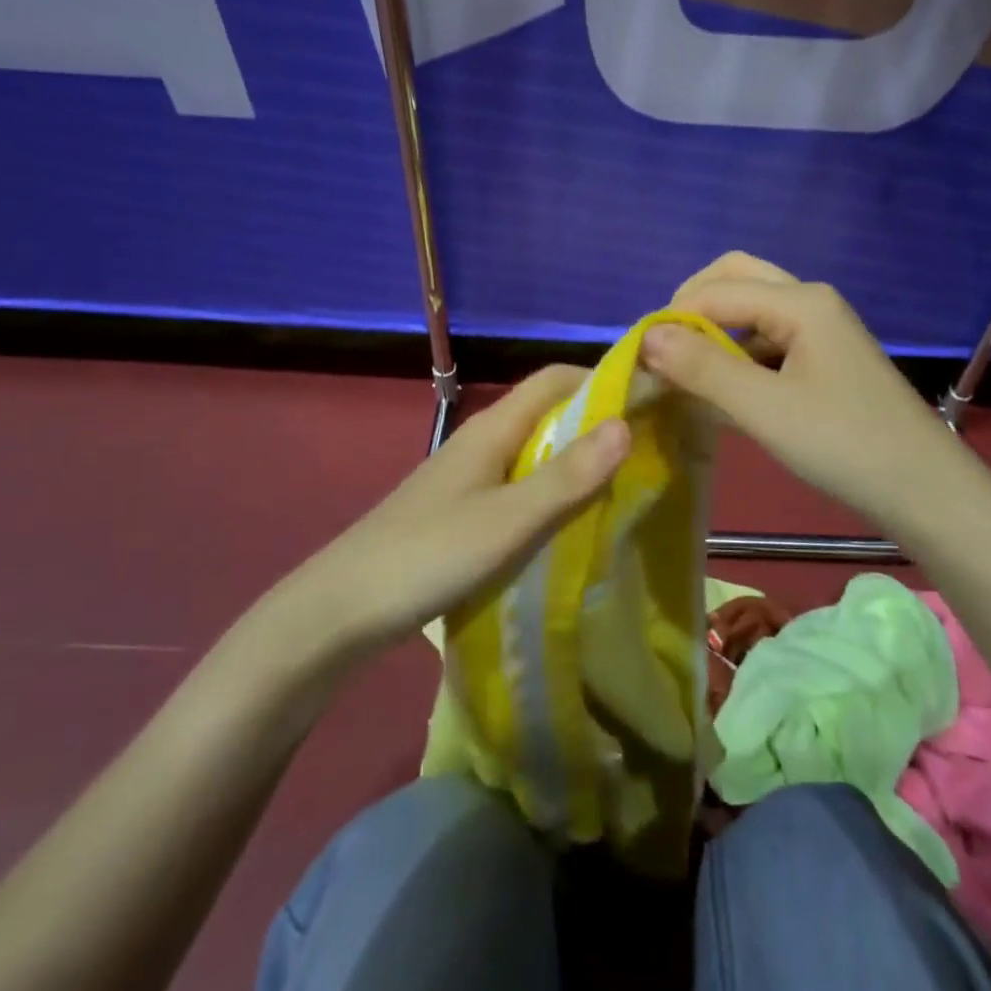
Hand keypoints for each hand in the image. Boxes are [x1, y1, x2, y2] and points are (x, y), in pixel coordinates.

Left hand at [294, 366, 629, 656]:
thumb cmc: (428, 556)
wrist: (340, 611)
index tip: (650, 402)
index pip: (556, 379)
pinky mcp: (462, 508)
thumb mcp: (508, 521)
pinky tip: (570, 523)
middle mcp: (483, 441)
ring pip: (535, 451)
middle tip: (649, 450)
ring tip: (623, 486)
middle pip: (548, 412)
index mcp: (494, 428)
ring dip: (577, 459)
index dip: (603, 380)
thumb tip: (626, 424)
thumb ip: (567, 477)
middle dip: (598, 422)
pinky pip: (519, 483)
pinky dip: (552, 490)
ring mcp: (470, 475)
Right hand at [641, 252, 956, 530]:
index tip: (637, 358)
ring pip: (753, 309)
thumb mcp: (764, 409)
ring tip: (684, 369)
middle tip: (664, 348)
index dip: (672, 319)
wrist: (926, 491)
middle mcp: (811, 301)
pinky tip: (724, 388)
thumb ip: (703, 368)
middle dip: (692, 305)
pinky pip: (770, 338)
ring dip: (715, 329)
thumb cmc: (844, 445)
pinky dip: (738, 352)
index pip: (715, 292)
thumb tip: (646, 337)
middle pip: (736, 279)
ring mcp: (822, 329)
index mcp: (800, 301)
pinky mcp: (826, 358)